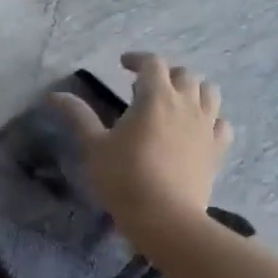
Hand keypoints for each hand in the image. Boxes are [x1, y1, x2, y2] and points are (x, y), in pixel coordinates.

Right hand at [52, 53, 234, 225]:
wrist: (166, 219)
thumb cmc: (125, 177)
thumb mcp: (94, 146)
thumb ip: (78, 116)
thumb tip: (54, 95)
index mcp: (155, 97)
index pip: (153, 63)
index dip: (138, 59)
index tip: (123, 66)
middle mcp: (186, 104)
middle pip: (183, 74)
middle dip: (166, 74)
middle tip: (147, 87)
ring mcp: (206, 127)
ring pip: (209, 93)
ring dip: (193, 90)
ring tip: (176, 102)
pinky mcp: (217, 151)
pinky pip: (222, 125)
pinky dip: (211, 119)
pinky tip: (198, 129)